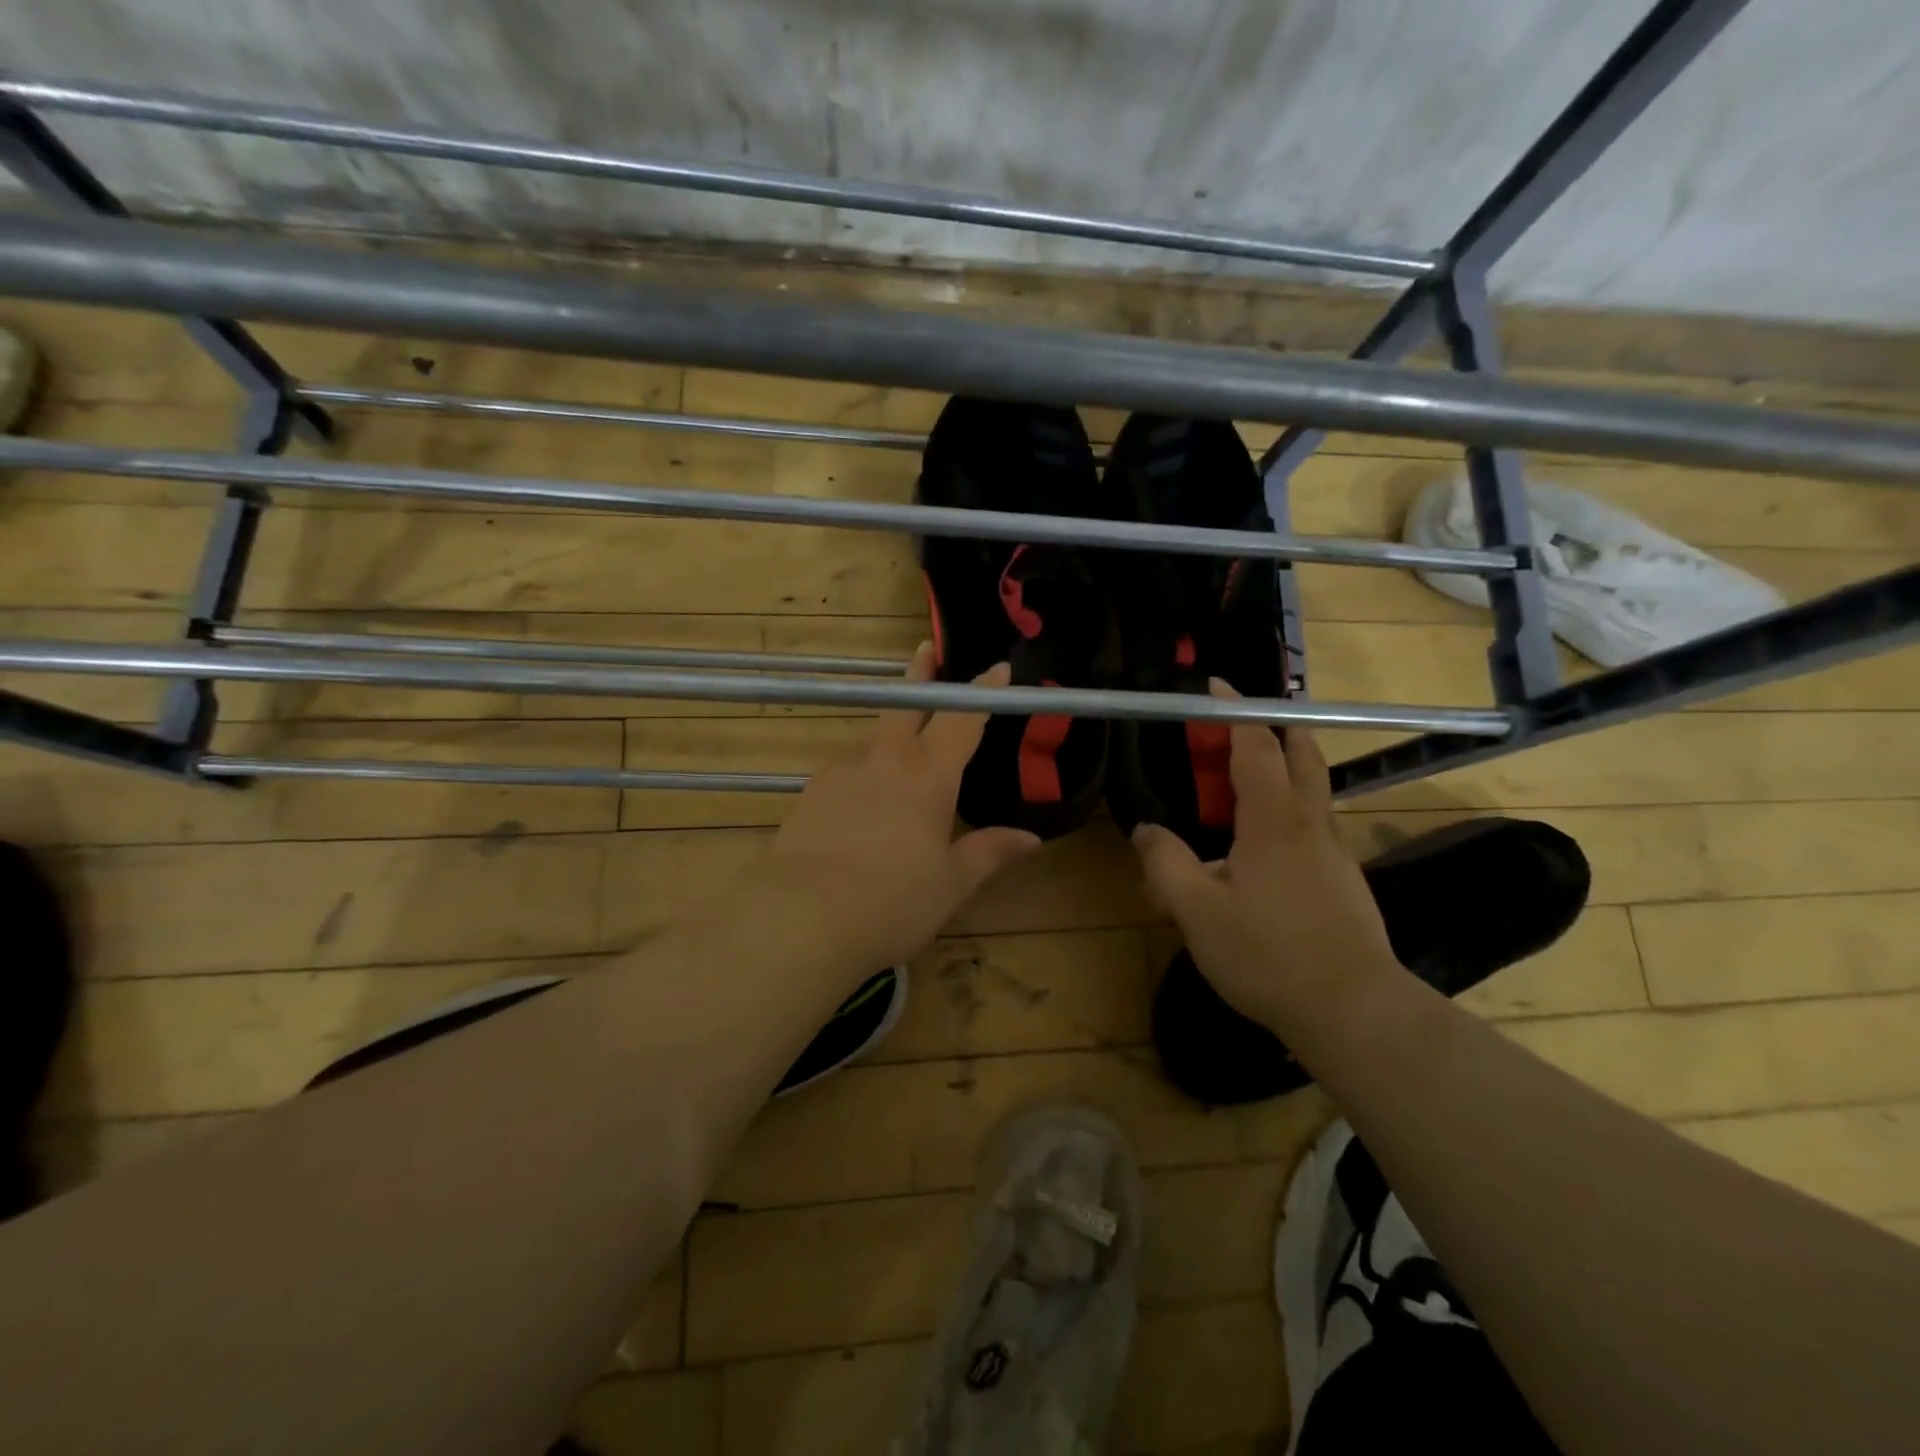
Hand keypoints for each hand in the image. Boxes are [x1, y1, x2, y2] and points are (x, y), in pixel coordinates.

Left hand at [760, 641, 1041, 972]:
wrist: (797, 919)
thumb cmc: (890, 902)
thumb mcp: (950, 884)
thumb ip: (989, 853)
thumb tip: (1030, 838)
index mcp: (929, 774)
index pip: (962, 718)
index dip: (982, 691)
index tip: (997, 667)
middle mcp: (885, 759)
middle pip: (906, 703)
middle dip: (920, 675)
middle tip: (926, 651)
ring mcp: (842, 770)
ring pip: (874, 735)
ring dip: (892, 726)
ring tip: (903, 742)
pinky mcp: (811, 791)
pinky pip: (848, 764)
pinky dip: (865, 762)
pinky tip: (865, 790)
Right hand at [1131, 691, 1400, 1034]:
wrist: (1353, 1009)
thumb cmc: (1268, 953)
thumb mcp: (1198, 911)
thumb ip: (1166, 865)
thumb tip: (1146, 830)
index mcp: (1273, 819)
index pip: (1255, 745)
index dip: (1234, 712)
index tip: (1216, 687)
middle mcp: (1310, 823)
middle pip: (1301, 755)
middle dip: (1276, 727)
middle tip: (1243, 722)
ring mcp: (1334, 851)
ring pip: (1313, 788)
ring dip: (1287, 766)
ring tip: (1249, 777)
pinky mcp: (1344, 879)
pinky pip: (1315, 823)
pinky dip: (1291, 807)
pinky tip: (1266, 843)